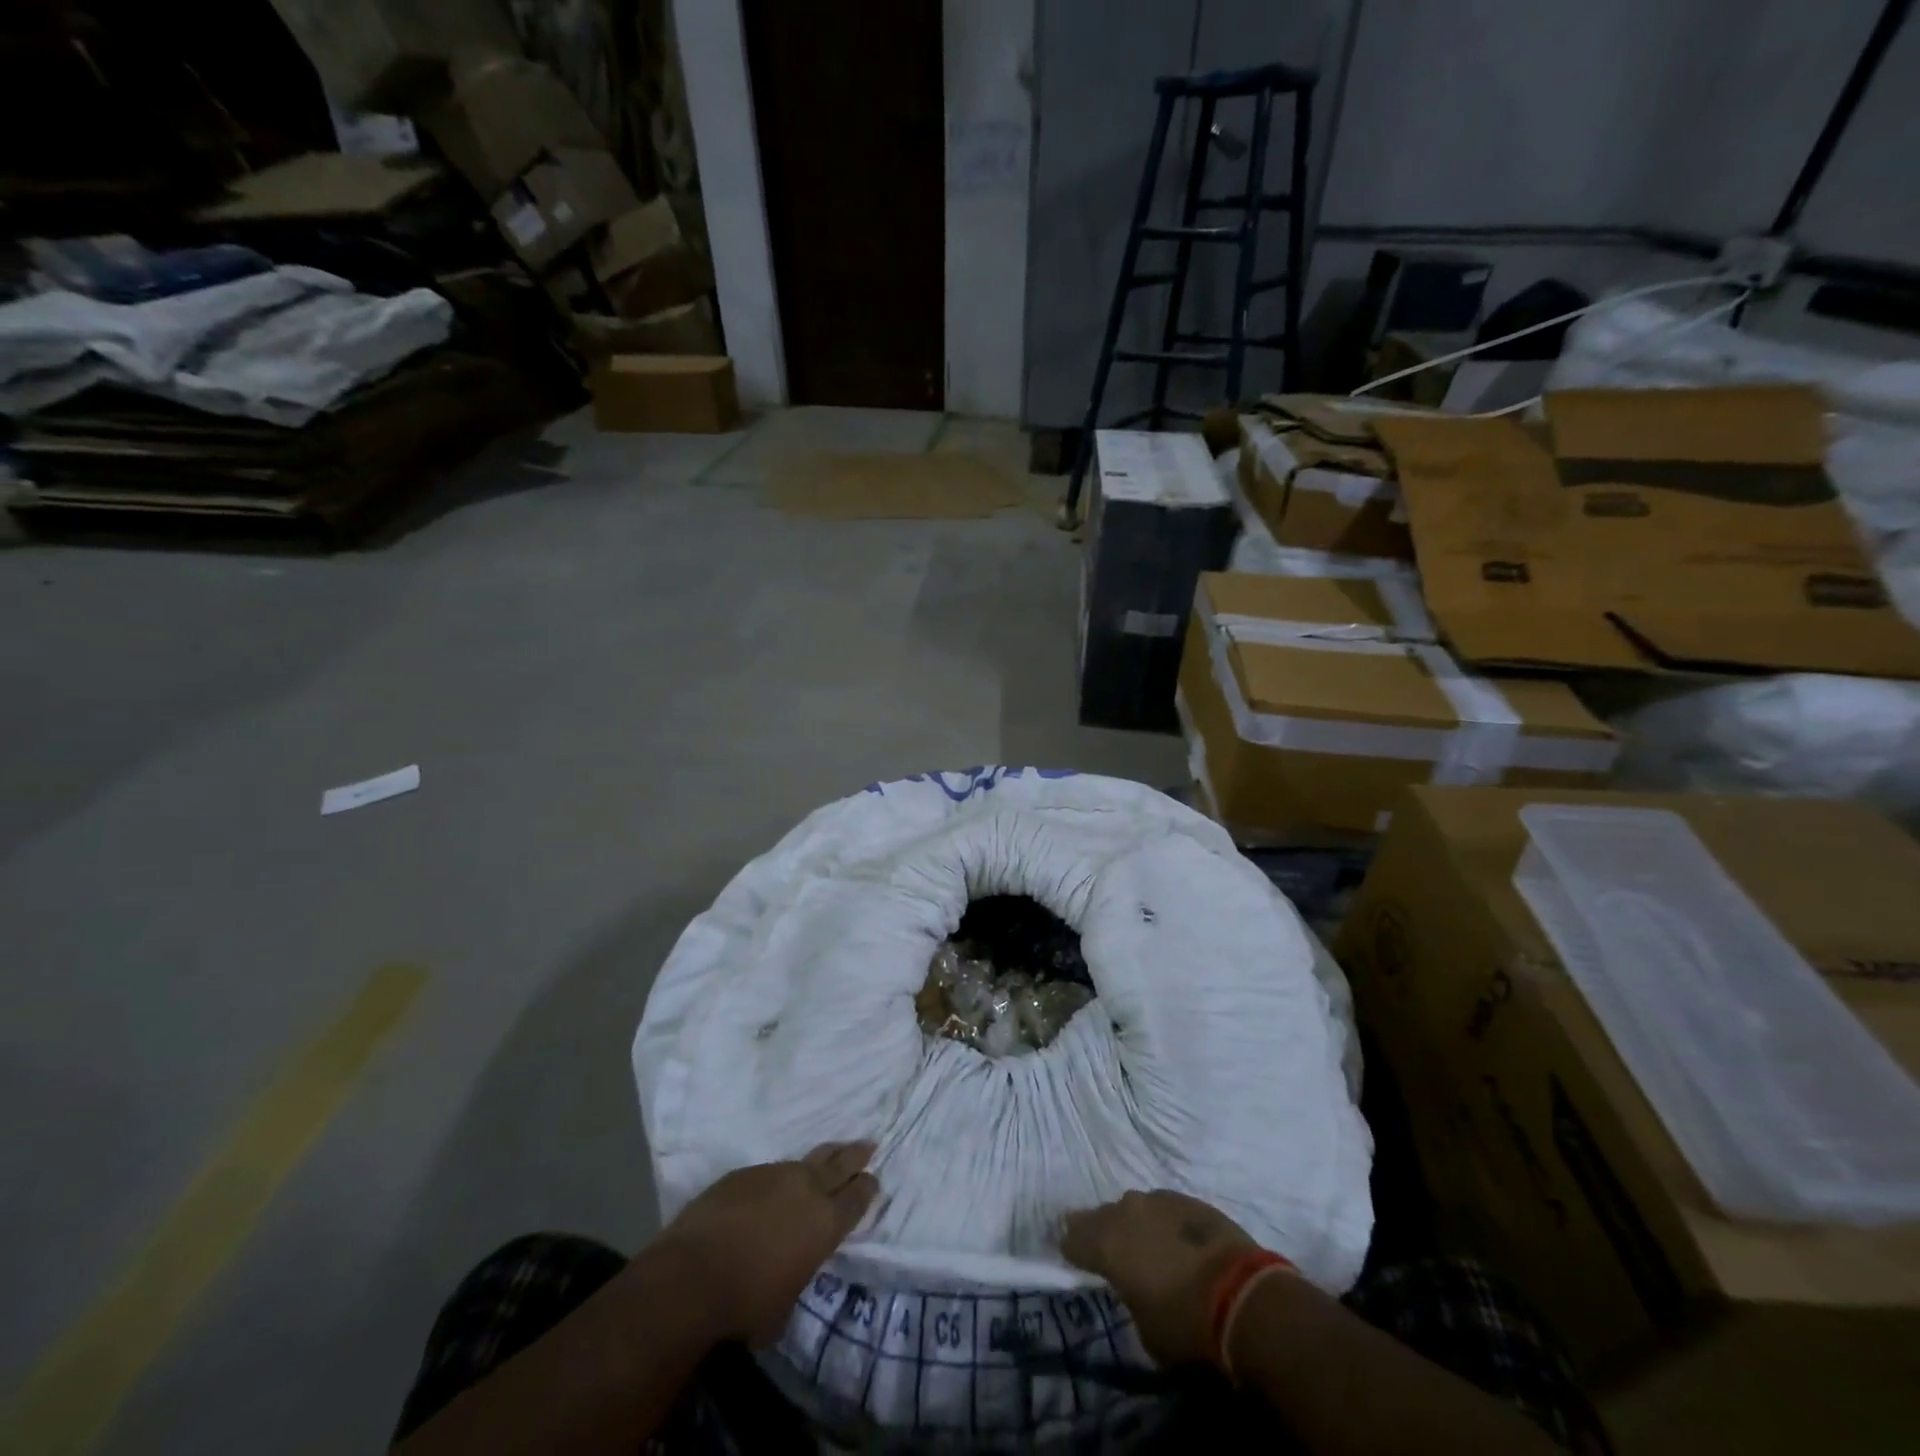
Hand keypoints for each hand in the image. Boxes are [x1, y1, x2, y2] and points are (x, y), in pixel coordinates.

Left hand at [655, 1141, 879, 1346]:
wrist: (694, 1274)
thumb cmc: (746, 1304)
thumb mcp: (785, 1306)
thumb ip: (797, 1278)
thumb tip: (789, 1273)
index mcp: (825, 1222)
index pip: (858, 1198)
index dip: (867, 1188)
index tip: (873, 1180)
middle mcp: (806, 1189)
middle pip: (840, 1162)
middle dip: (856, 1154)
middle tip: (869, 1145)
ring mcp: (774, 1174)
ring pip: (805, 1161)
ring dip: (818, 1162)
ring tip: (825, 1159)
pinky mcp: (744, 1173)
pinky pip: (769, 1172)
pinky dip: (776, 1180)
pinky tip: (769, 1192)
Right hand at [1060, 1190, 1259, 1366]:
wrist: (1241, 1294)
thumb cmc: (1185, 1322)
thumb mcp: (1144, 1329)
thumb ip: (1129, 1298)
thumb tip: (1134, 1290)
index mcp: (1105, 1242)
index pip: (1072, 1239)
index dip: (1070, 1250)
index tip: (1071, 1258)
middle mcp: (1125, 1211)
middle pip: (1101, 1217)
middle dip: (1100, 1233)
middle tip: (1106, 1252)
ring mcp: (1158, 1199)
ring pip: (1134, 1209)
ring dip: (1135, 1226)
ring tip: (1144, 1246)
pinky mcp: (1187, 1199)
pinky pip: (1163, 1209)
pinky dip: (1162, 1223)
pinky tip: (1174, 1242)